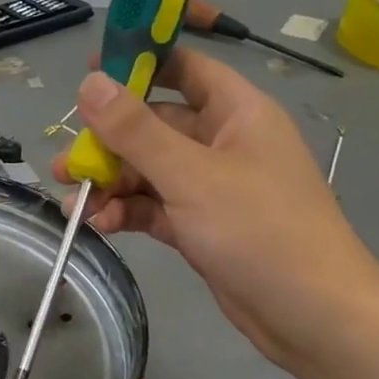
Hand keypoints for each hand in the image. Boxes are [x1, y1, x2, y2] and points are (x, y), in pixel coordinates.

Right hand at [52, 47, 378, 367]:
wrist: (311, 315)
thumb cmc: (259, 229)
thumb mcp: (192, 175)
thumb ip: (137, 130)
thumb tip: (90, 83)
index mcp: (237, 112)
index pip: (185, 69)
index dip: (139, 64)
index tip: (89, 72)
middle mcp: (224, 143)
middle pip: (156, 127)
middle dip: (109, 142)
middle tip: (67, 162)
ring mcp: (212, 188)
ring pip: (150, 172)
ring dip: (112, 183)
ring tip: (72, 201)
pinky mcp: (202, 227)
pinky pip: (156, 208)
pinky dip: (128, 213)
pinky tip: (100, 225)